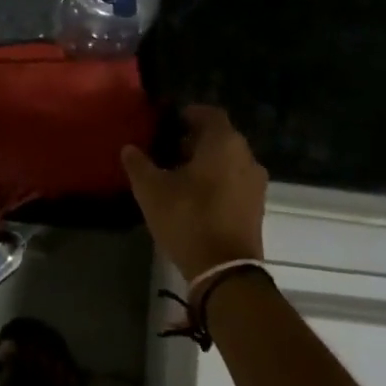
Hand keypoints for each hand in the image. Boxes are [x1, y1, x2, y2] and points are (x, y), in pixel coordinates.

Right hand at [121, 104, 266, 285]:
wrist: (225, 271)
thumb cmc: (188, 218)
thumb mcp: (151, 190)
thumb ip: (138, 164)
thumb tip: (129, 148)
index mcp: (224, 142)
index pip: (208, 113)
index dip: (187, 114)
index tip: (167, 124)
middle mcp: (246, 156)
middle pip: (220, 136)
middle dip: (194, 140)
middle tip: (167, 150)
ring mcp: (255, 183)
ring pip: (228, 160)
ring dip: (206, 162)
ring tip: (178, 175)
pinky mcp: (256, 207)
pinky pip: (235, 180)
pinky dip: (217, 180)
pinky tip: (195, 196)